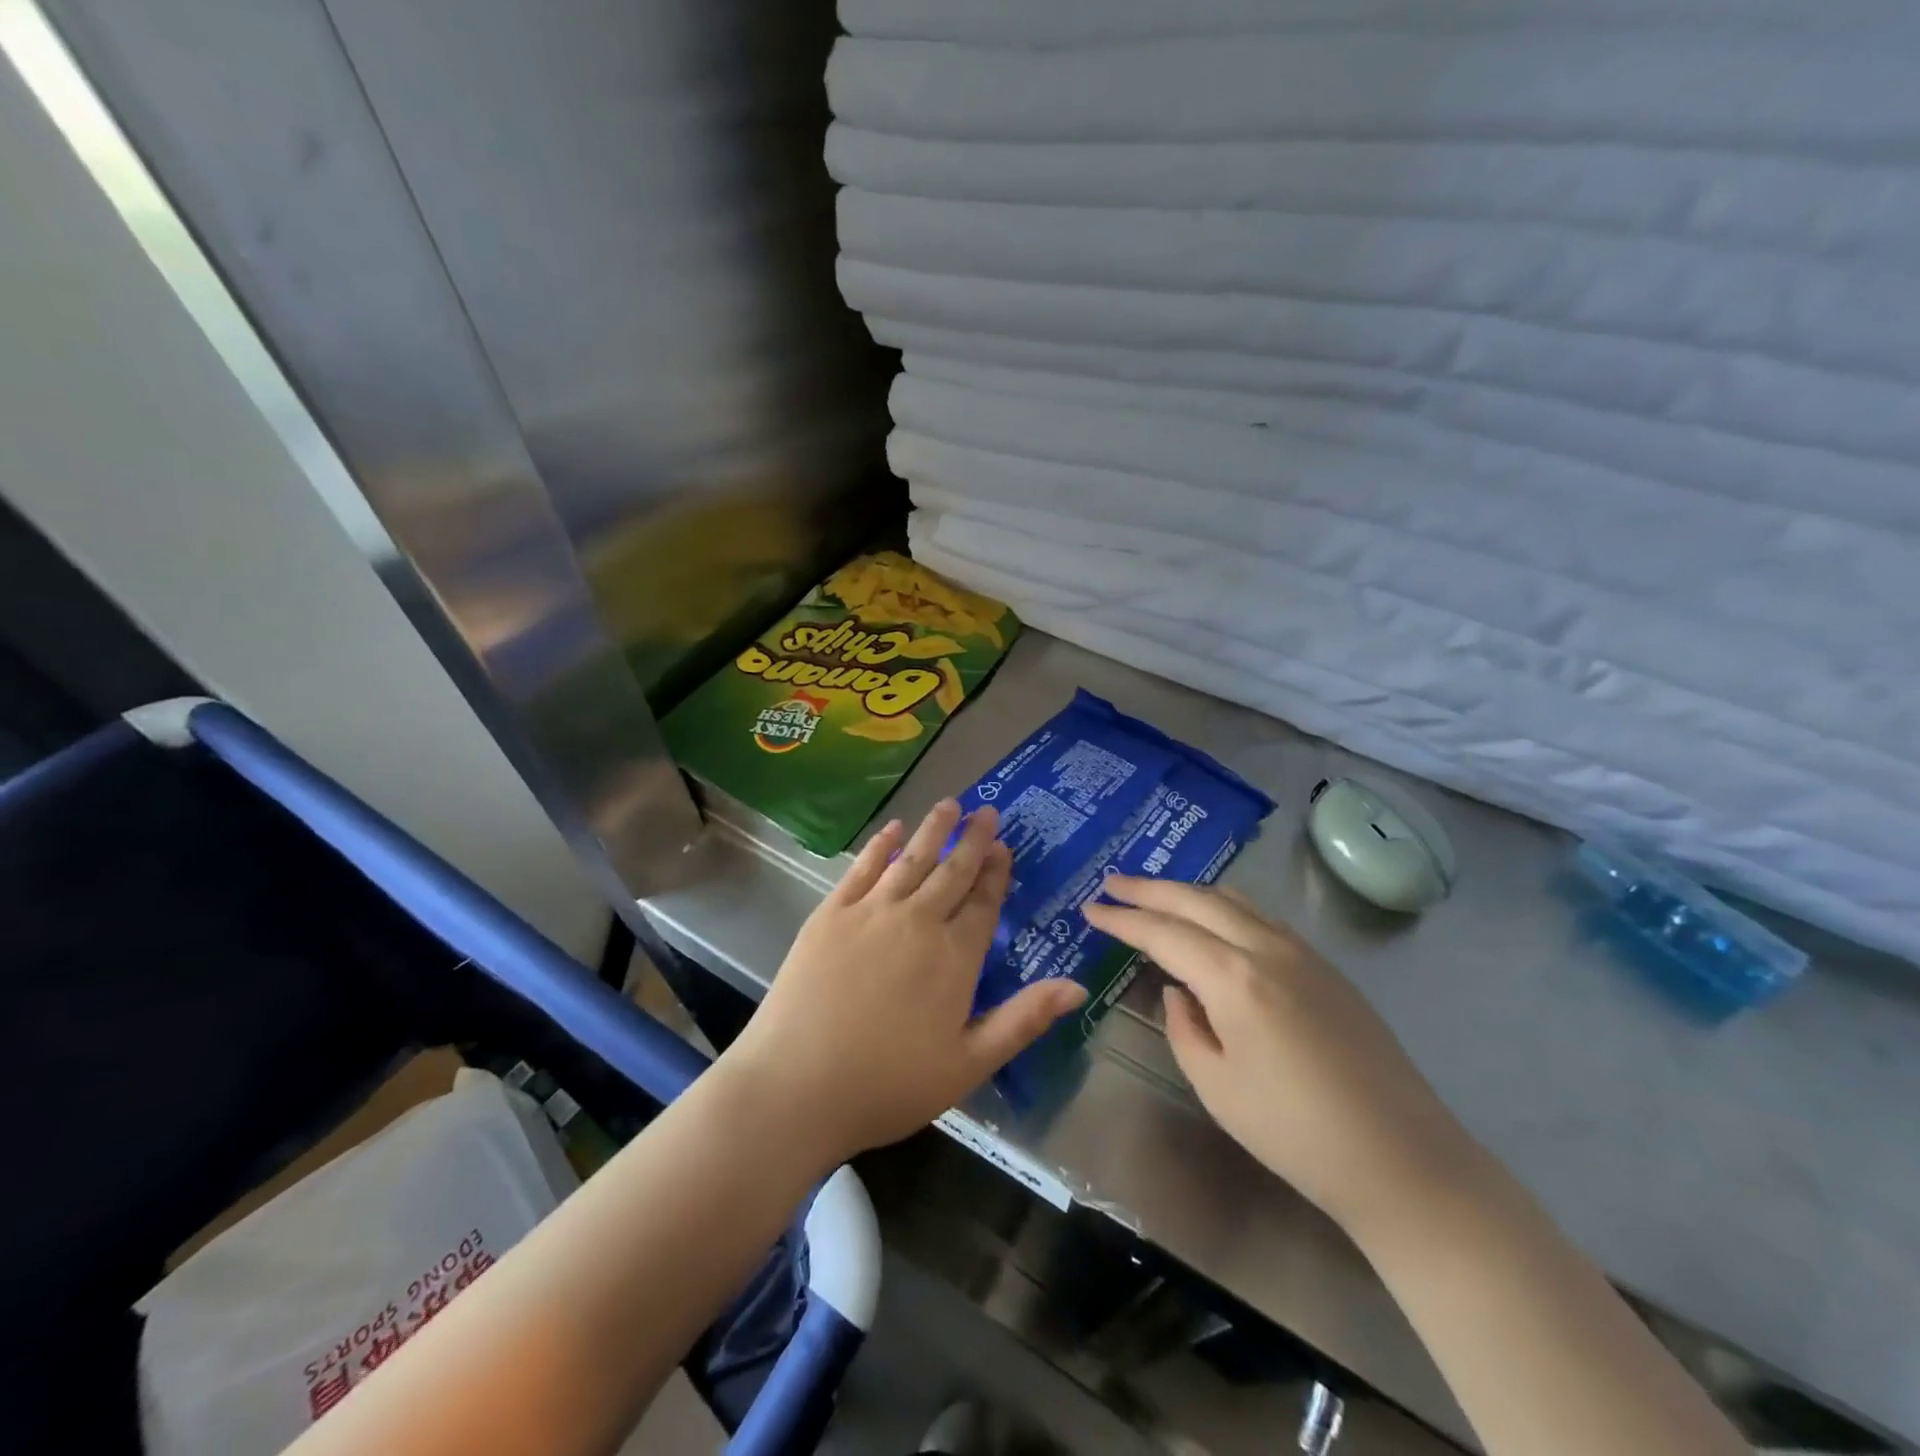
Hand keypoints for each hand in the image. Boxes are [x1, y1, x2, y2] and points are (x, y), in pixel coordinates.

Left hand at [722, 800, 1085, 1167]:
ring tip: (949, 804)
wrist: (796, 1087)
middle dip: (972, 839)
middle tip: (986, 810)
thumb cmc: (888, 1084)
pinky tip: (892, 828)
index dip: (996, 873)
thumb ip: (1024, 1020)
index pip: (984, 903)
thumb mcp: (968, 1064)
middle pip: (952, 871)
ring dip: (933, 829)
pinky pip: (863, 868)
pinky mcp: (831, 913)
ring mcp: (871, 912)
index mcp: (955, 957)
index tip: (1004, 847)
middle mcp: (918, 921)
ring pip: (911, 858)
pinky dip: (880, 844)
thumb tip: (1078, 987)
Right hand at [1083, 876, 1475, 1232]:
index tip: (1091, 909)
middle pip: (1198, 900)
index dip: (1123, 919)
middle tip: (1113, 883)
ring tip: (1157, 895)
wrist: (1403, 1160)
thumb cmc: (1296, 1133)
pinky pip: (1262, 918)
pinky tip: (1214, 923)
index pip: (1164, 933)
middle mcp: (1268, 948)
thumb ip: (1184, 1028)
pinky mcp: (1326, 968)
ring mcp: (1303, 953)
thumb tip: (1179, 991)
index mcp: (1235, 978)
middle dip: (1150, 888)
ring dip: (1189, 892)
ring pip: (1234, 900)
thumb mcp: (1216, 1087)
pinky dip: (1225, 907)